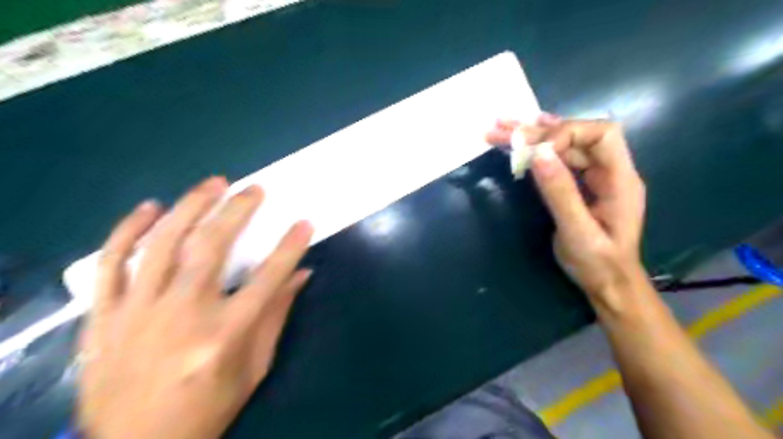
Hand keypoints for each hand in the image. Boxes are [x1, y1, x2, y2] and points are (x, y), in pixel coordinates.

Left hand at [77, 177, 313, 438]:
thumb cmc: (208, 407)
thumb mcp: (254, 367)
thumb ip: (276, 316)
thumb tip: (301, 275)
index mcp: (224, 336)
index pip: (267, 279)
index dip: (289, 248)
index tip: (304, 223)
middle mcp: (181, 316)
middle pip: (211, 249)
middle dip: (237, 211)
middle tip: (254, 189)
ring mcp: (137, 313)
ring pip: (162, 245)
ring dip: (190, 207)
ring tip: (213, 183)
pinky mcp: (105, 316)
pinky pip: (112, 263)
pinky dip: (129, 231)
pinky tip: (150, 208)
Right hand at [487, 114, 644, 307]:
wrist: (609, 284)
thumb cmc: (598, 263)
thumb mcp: (577, 232)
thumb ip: (560, 193)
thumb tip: (539, 154)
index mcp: (620, 179)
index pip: (601, 134)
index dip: (567, 133)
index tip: (536, 151)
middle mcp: (609, 171)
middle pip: (577, 136)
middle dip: (539, 132)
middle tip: (502, 130)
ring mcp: (594, 178)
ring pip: (564, 146)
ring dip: (533, 136)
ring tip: (501, 129)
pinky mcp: (580, 186)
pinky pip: (560, 160)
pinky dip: (540, 147)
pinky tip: (525, 135)